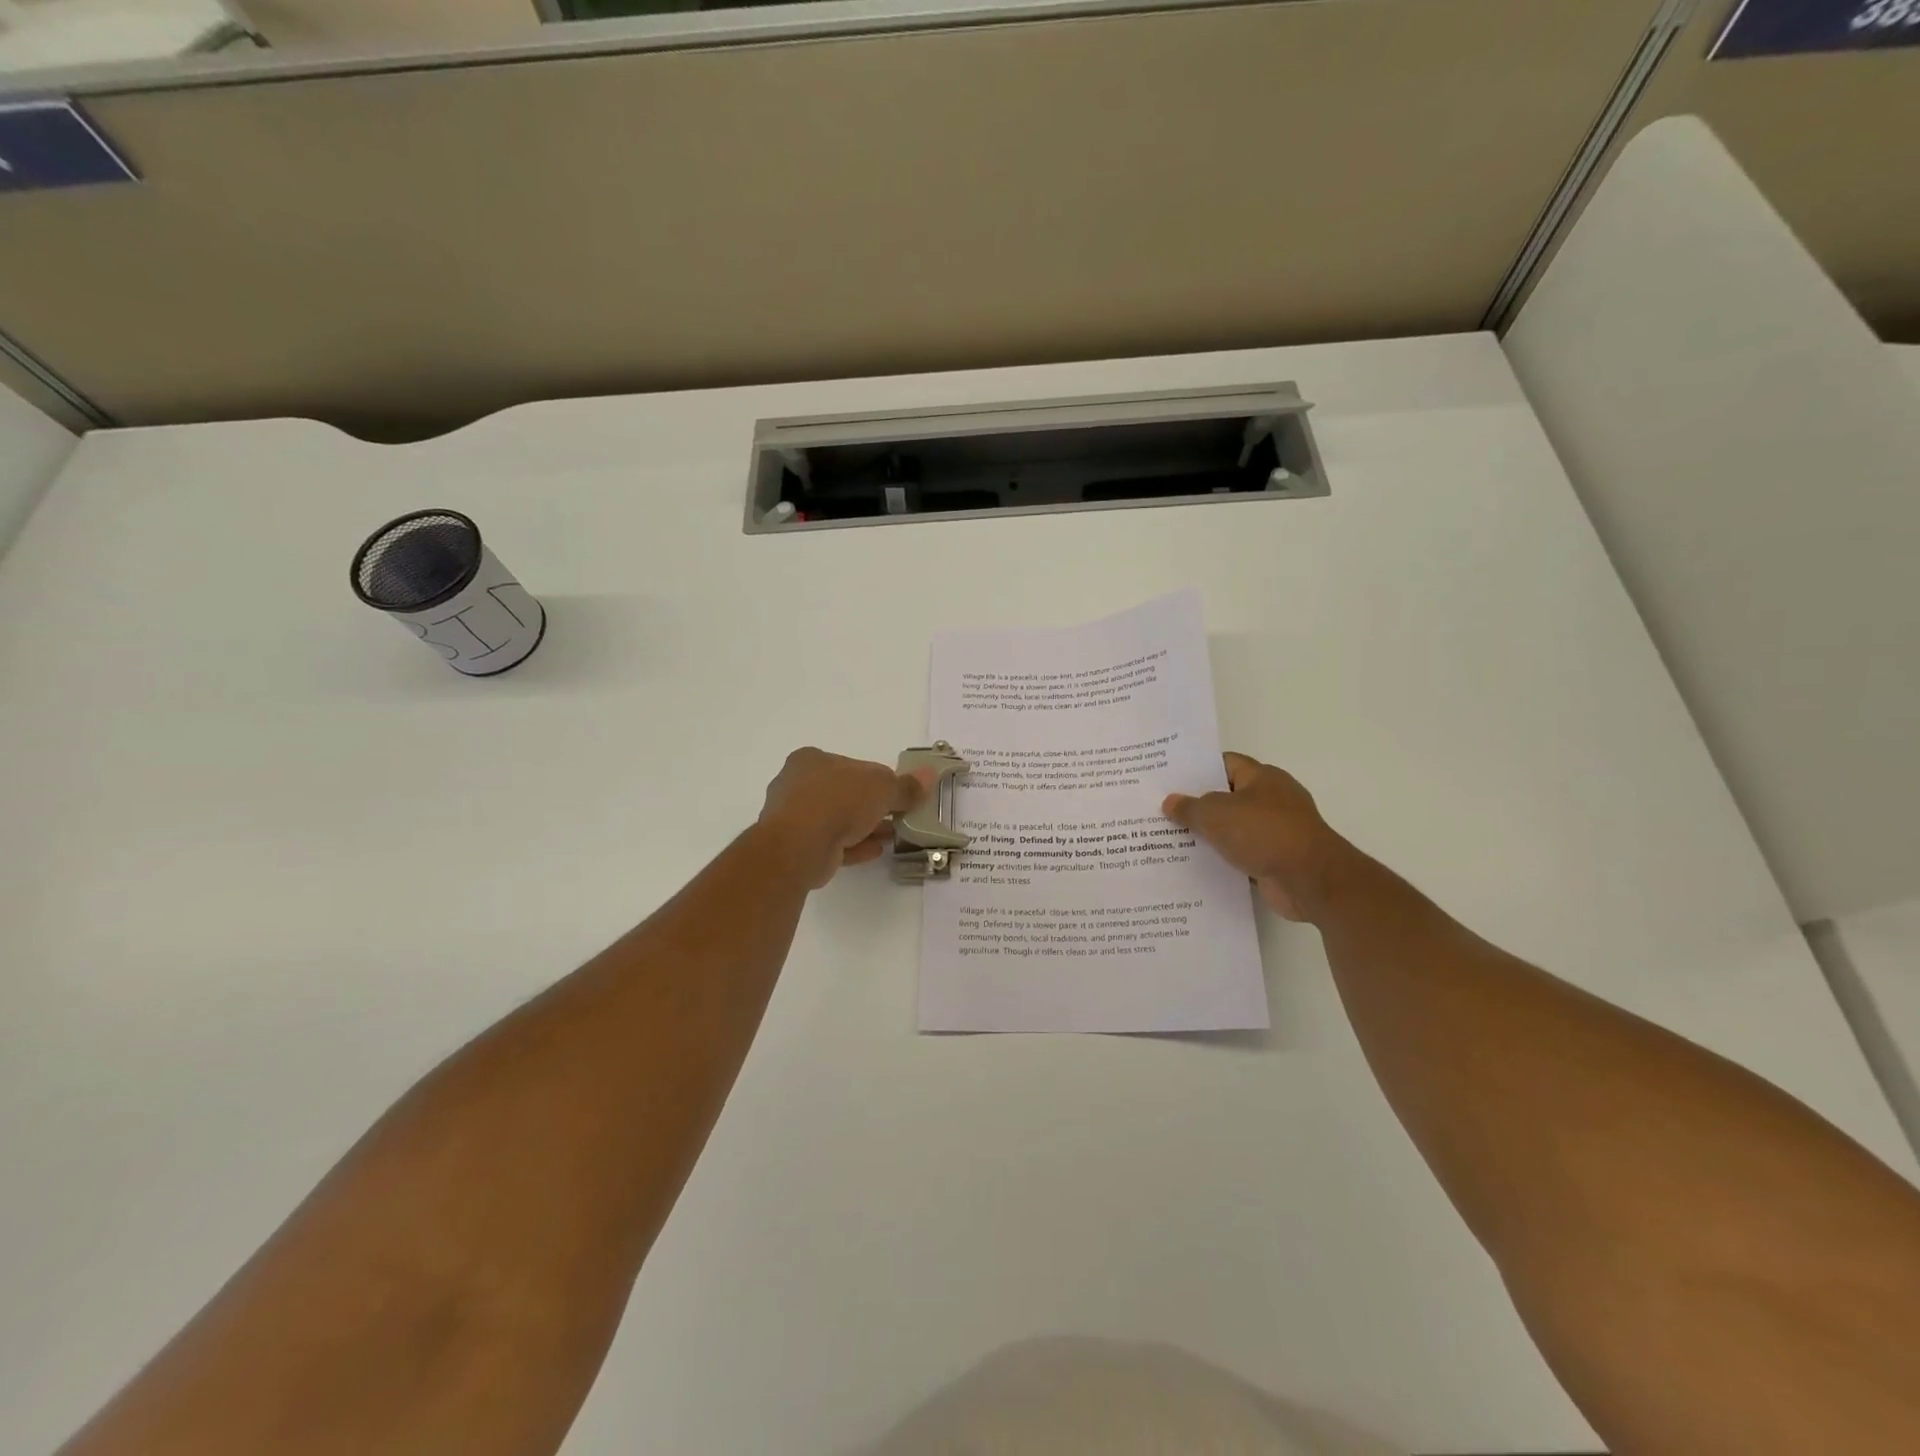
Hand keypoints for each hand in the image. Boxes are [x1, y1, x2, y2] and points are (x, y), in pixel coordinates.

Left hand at [758, 747, 928, 888]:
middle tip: (897, 818)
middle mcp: (796, 784)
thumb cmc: (839, 801)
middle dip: (871, 807)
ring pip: (836, 820)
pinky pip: (830, 843)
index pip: (852, 767)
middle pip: (843, 794)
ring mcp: (792, 818)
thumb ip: (906, 786)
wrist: (800, 845)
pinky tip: (874, 851)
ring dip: (863, 828)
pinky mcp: (794, 847)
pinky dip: (852, 846)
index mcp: (811, 760)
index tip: (897, 795)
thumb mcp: (883, 788)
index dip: (877, 780)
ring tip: (890, 837)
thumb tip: (929, 775)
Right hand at [1163, 752, 1350, 921]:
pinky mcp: (1276, 859)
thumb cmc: (1263, 833)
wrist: (1310, 880)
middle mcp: (1272, 800)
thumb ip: (1190, 807)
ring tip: (1170, 838)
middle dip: (1198, 804)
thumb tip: (1170, 802)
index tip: (1169, 777)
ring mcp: (1276, 831)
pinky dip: (1223, 859)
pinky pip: (1242, 854)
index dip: (1197, 768)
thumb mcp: (1216, 814)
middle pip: (1227, 797)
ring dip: (1209, 835)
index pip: (1225, 764)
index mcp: (1262, 777)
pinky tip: (1195, 864)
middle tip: (1162, 808)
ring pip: (1233, 828)